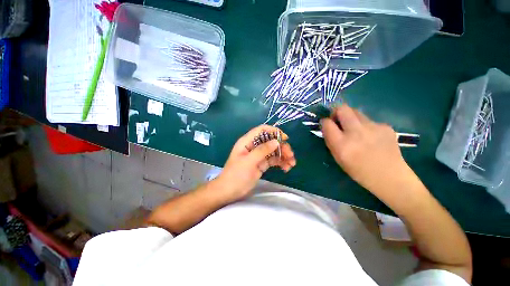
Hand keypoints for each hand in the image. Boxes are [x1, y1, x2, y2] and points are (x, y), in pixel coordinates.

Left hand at [215, 125, 295, 201]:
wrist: (229, 192)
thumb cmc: (236, 175)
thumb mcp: (249, 162)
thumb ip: (262, 150)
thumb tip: (276, 141)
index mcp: (247, 142)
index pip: (262, 130)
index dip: (273, 131)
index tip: (284, 138)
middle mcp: (254, 147)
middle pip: (270, 141)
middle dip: (281, 147)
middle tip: (290, 155)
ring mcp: (258, 156)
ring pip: (273, 151)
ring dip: (283, 155)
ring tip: (291, 164)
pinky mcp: (261, 164)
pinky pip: (273, 160)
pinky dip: (280, 162)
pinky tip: (286, 168)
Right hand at [321, 105, 412, 194]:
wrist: (390, 177)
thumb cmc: (359, 171)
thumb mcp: (338, 158)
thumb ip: (331, 141)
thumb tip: (327, 127)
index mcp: (342, 144)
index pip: (327, 123)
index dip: (324, 121)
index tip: (326, 124)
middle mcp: (356, 132)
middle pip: (343, 109)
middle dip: (337, 111)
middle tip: (338, 120)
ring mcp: (373, 127)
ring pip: (356, 112)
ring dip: (351, 118)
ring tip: (355, 130)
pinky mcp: (385, 126)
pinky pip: (369, 120)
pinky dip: (365, 126)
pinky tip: (371, 137)